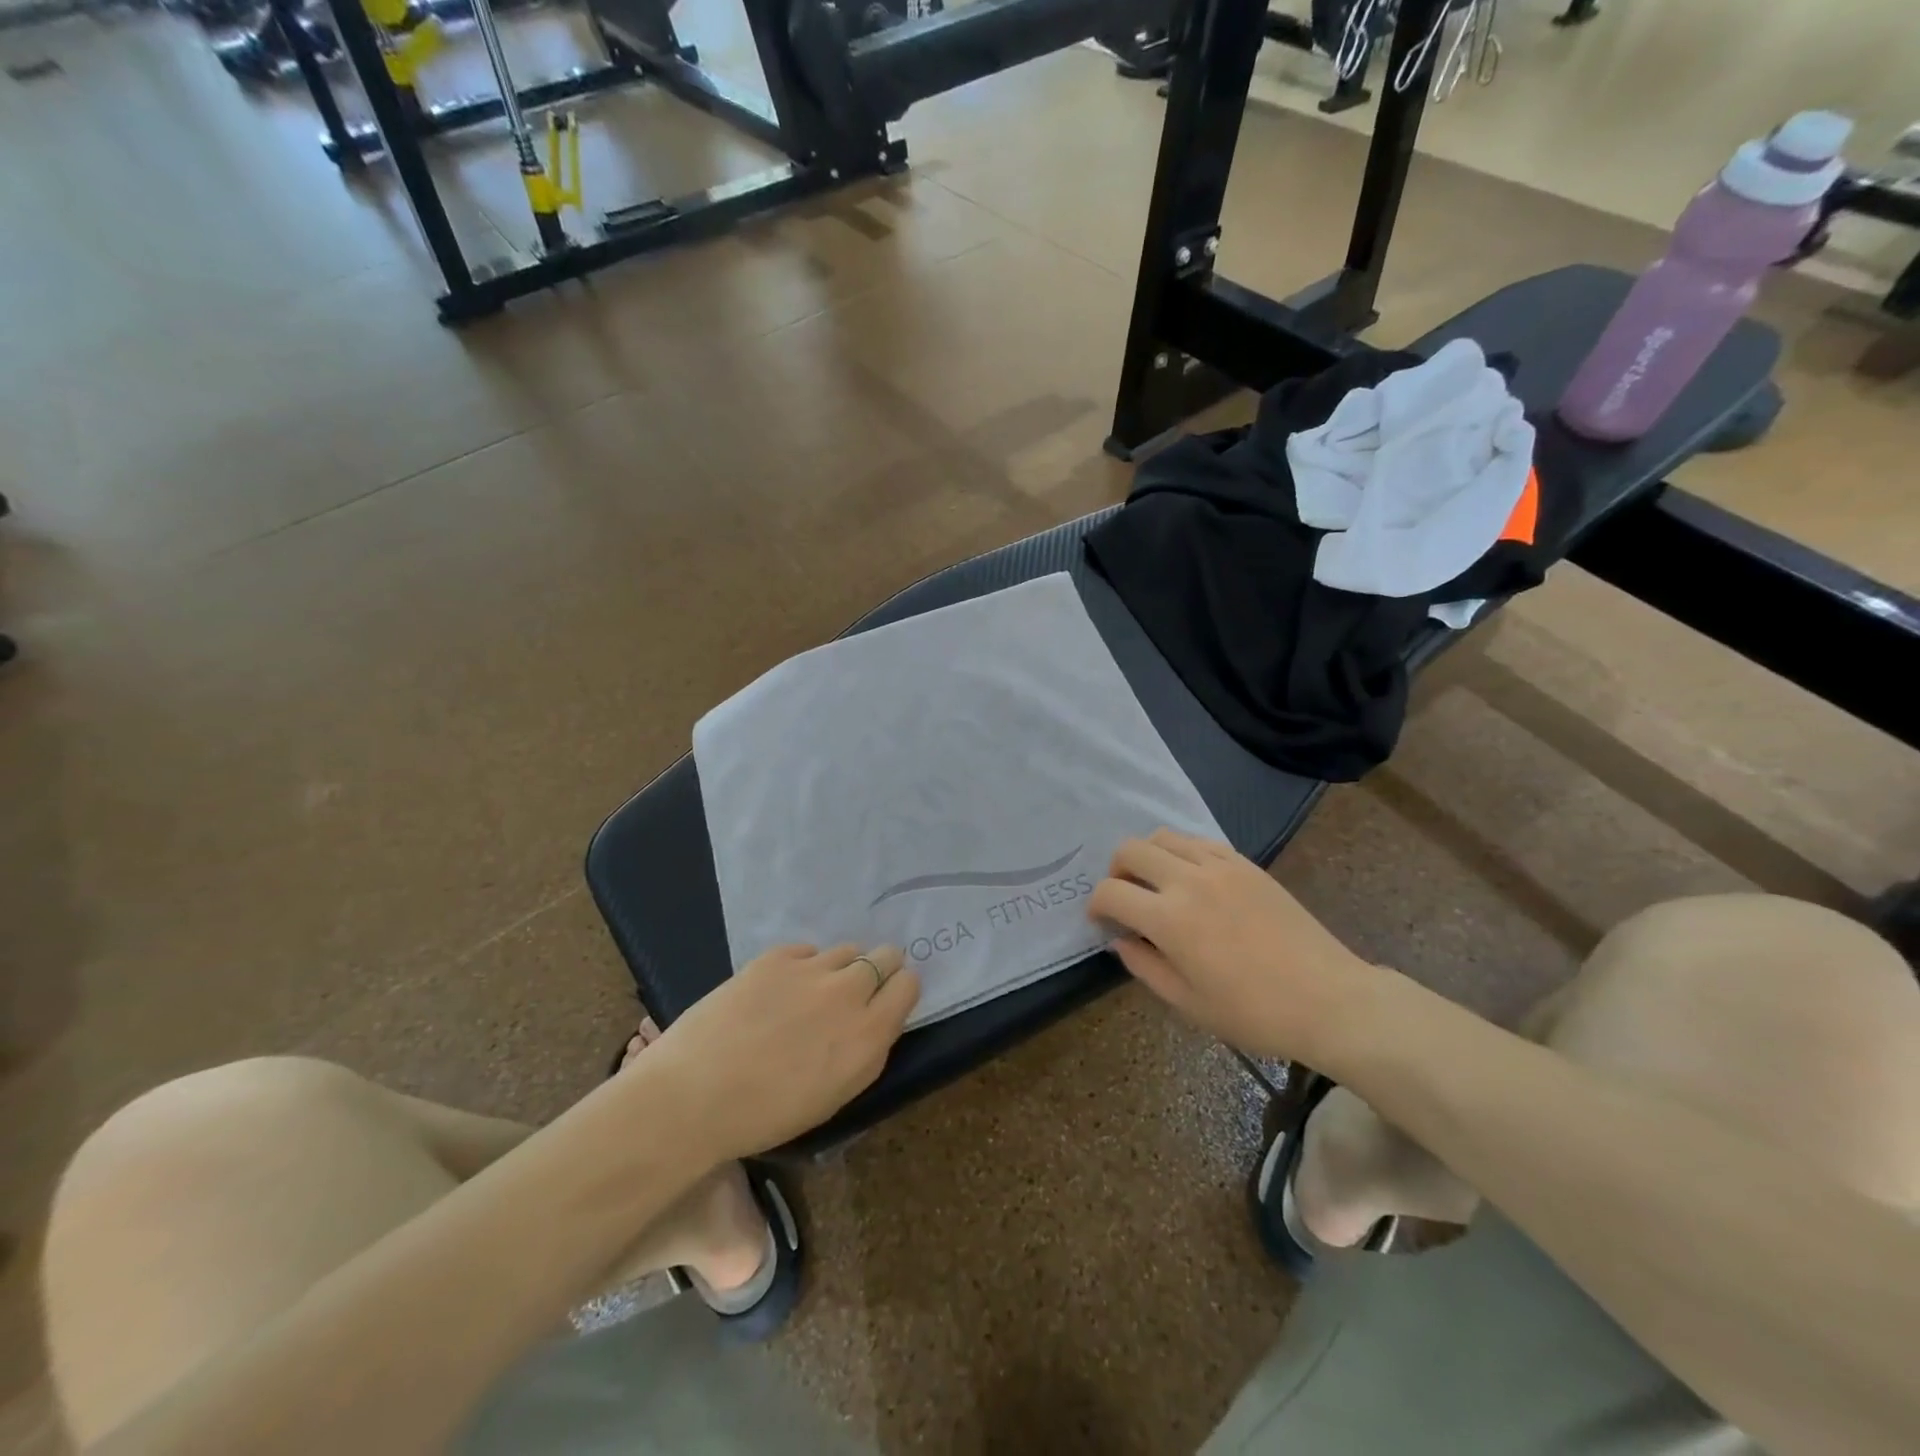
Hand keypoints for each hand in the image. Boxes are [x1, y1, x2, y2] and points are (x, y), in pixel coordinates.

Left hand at [638, 944, 919, 1160]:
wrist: (692, 1098)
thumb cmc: (765, 1117)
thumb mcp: (835, 1096)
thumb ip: (864, 1051)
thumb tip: (872, 1022)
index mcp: (869, 1036)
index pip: (909, 985)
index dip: (898, 990)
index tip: (885, 1000)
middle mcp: (849, 994)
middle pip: (886, 956)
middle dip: (877, 969)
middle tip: (853, 992)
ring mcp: (811, 970)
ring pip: (846, 949)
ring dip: (838, 967)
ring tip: (811, 992)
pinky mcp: (775, 957)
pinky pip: (806, 950)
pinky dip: (801, 966)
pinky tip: (778, 991)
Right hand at [1088, 829, 1386, 1066]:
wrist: (1328, 999)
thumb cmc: (1253, 1012)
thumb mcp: (1187, 1003)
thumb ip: (1144, 965)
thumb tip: (1121, 939)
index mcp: (1169, 919)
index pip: (1111, 892)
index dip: (1096, 905)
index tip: (1102, 920)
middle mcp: (1188, 880)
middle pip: (1131, 850)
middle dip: (1115, 871)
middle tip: (1125, 898)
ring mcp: (1220, 866)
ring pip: (1163, 836)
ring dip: (1147, 856)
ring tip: (1156, 884)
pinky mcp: (1245, 863)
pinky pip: (1199, 841)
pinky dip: (1182, 852)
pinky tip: (1191, 879)